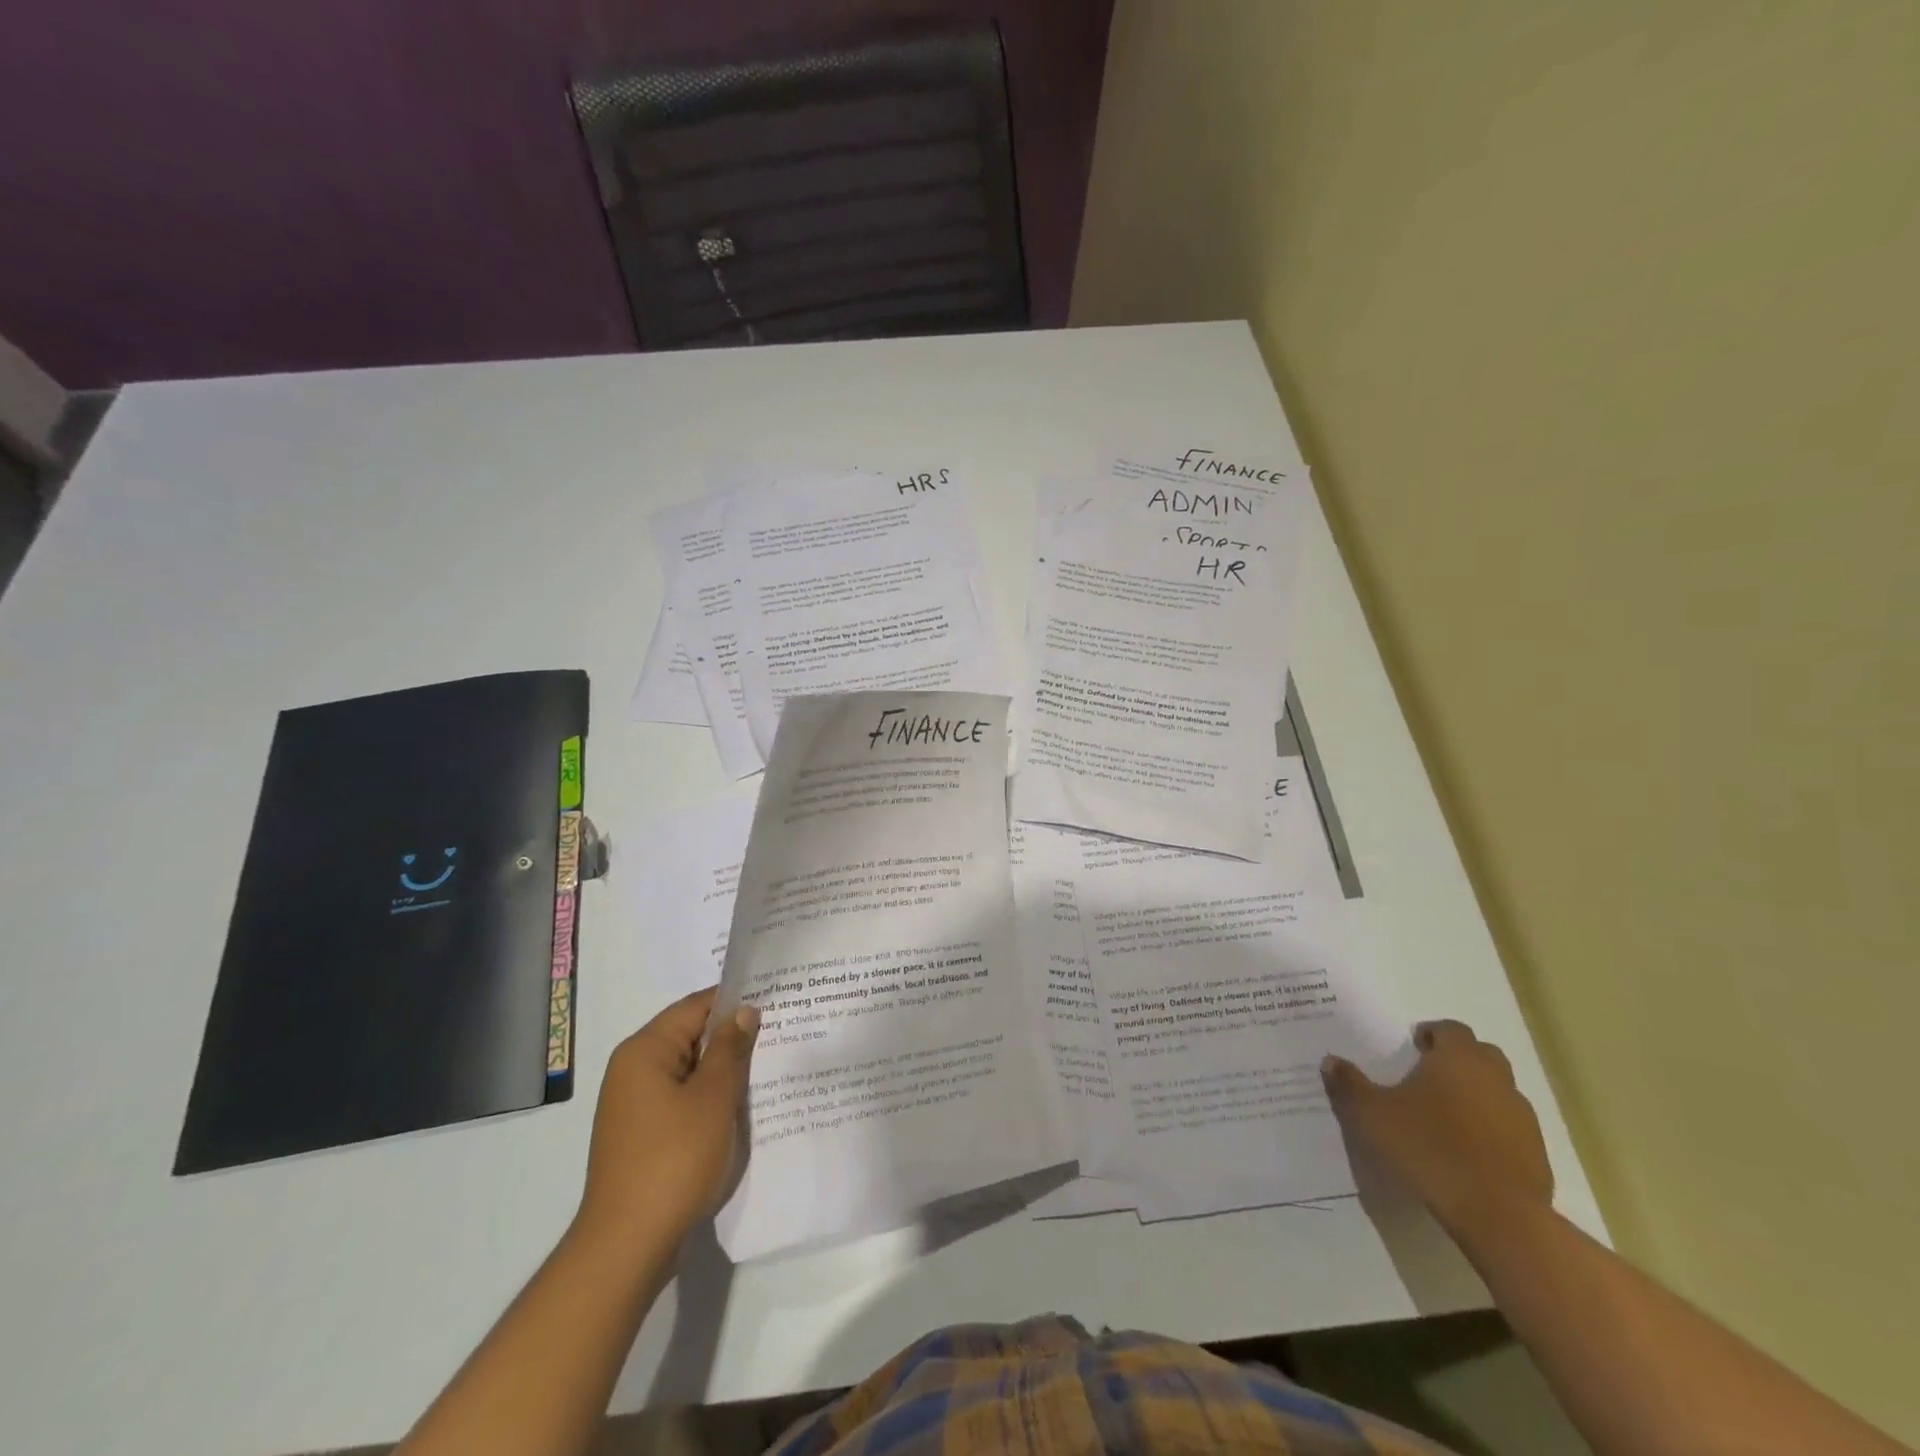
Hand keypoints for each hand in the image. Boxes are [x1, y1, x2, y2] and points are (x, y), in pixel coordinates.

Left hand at [576, 988, 759, 1254]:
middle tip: (779, 1033)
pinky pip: (682, 1099)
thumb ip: (730, 1049)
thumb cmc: (673, 1160)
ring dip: (723, 1070)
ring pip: (689, 1070)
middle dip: (732, 1036)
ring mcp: (635, 1105)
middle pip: (690, 1036)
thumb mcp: (713, 1098)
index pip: (695, 1006)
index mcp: (644, 1051)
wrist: (627, 1246)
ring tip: (768, 1067)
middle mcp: (633, 1070)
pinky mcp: (642, 1135)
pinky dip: (709, 1097)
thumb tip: (744, 1010)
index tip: (774, 1000)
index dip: (735, 1001)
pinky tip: (741, 1107)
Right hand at [1322, 1019, 1552, 1243]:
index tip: (1412, 1047)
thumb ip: (1350, 1084)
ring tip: (1446, 1116)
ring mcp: (1522, 1116)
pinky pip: (1509, 1127)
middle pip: (1481, 1055)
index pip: (1451, 1029)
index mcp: (1458, 1059)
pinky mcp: (1536, 1153)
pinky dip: (1491, 1129)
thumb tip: (1330, 1061)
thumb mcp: (1372, 1114)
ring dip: (1476, 1095)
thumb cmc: (1429, 1148)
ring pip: (1498, 1091)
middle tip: (1427, 1077)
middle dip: (1457, 1060)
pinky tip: (1468, 1151)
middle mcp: (1495, 1078)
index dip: (1431, 1034)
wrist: (1498, 1215)